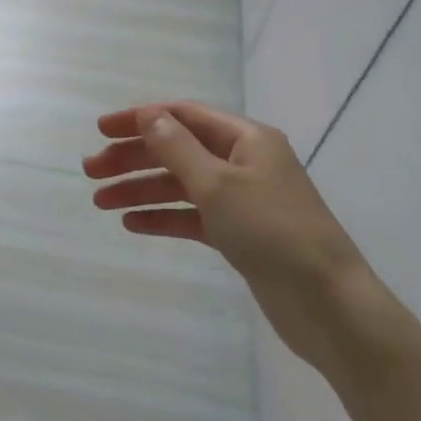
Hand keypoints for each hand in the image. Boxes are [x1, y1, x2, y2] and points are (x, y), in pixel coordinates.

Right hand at [83, 102, 374, 370]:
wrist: (329, 304)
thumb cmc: (273, 232)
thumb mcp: (218, 184)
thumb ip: (177, 148)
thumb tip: (148, 116)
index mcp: (246, 139)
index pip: (183, 116)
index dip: (140, 118)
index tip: (100, 130)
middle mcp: (244, 162)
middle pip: (178, 150)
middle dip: (134, 158)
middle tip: (91, 172)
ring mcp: (243, 200)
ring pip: (182, 185)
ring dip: (141, 190)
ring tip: (100, 202)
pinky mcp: (241, 235)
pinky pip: (193, 217)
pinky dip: (164, 218)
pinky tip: (132, 223)